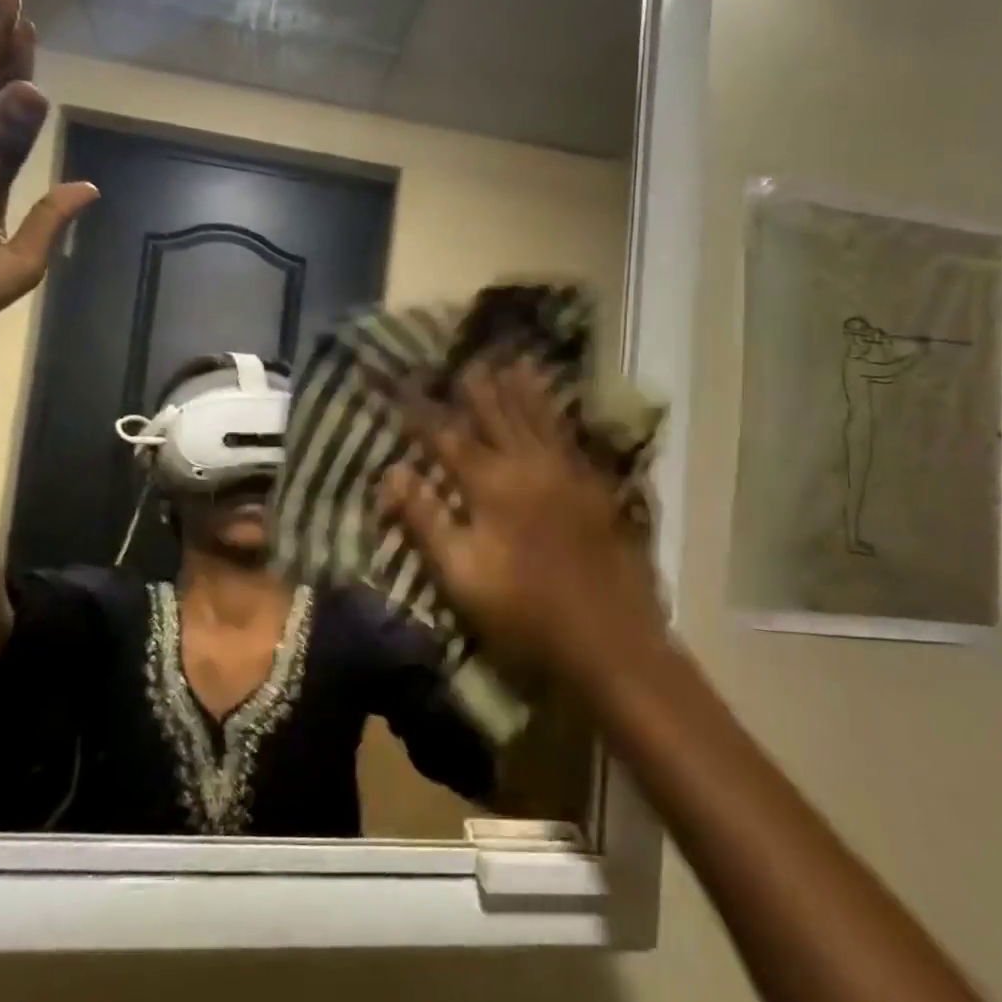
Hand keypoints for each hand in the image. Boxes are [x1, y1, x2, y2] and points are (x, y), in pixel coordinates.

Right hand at [377, 360, 664, 679]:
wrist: (609, 642)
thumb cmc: (524, 615)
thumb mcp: (460, 575)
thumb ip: (426, 520)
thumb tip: (392, 471)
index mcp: (491, 486)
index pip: (447, 437)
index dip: (422, 412)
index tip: (404, 386)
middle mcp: (528, 466)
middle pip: (497, 416)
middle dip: (477, 388)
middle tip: (464, 360)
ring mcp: (567, 474)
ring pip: (539, 418)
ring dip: (523, 389)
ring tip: (512, 361)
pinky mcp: (595, 488)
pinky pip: (572, 437)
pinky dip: (560, 415)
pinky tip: (557, 406)